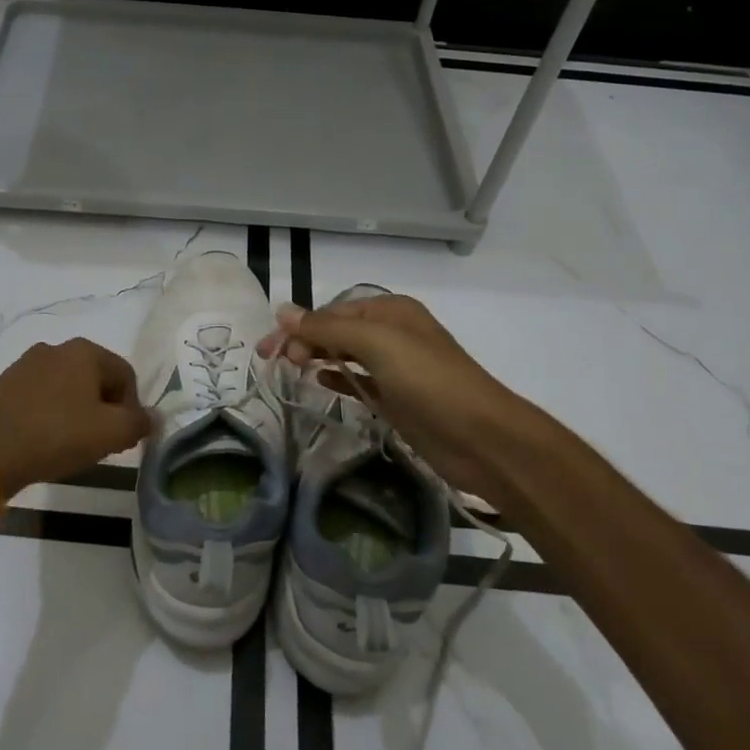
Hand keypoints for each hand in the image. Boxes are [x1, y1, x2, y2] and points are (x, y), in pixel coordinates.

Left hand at [0, 338, 154, 497]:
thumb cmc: (58, 436)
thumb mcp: (112, 433)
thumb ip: (140, 422)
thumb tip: (152, 417)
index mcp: (84, 350)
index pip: (125, 376)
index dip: (131, 408)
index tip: (123, 438)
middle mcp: (55, 348)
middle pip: (96, 379)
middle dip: (104, 408)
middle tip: (101, 441)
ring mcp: (26, 363)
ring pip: (68, 386)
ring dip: (77, 410)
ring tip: (72, 442)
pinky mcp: (5, 384)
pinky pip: (41, 395)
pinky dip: (51, 412)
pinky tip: (46, 437)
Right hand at [258, 293, 554, 491]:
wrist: (481, 438)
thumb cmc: (429, 381)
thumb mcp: (377, 344)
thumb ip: (328, 328)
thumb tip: (283, 311)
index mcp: (390, 311)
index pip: (331, 311)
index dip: (298, 326)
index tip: (269, 349)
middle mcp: (392, 333)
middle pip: (336, 330)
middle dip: (303, 341)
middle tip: (271, 361)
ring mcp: (395, 367)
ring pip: (345, 355)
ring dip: (317, 357)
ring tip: (288, 369)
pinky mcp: (396, 398)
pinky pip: (358, 380)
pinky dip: (336, 378)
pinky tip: (317, 382)